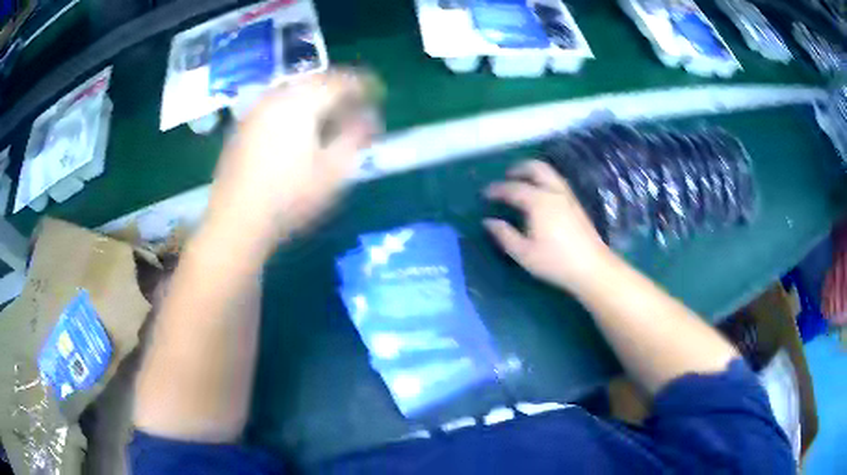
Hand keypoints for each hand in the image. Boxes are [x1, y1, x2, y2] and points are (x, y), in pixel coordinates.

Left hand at [204, 70, 378, 252]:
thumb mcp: (334, 171)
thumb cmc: (290, 197)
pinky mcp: (242, 127)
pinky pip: (276, 106)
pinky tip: (298, 132)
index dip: (363, 85)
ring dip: (316, 100)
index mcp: (302, 101)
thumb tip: (368, 118)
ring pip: (294, 93)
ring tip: (329, 119)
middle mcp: (277, 97)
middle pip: (315, 82)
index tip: (378, 94)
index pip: (340, 81)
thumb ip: (355, 137)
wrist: (236, 220)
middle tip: (354, 107)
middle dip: (339, 91)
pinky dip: (295, 110)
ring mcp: (255, 111)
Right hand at [484, 160, 614, 294]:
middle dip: (518, 168)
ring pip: (549, 172)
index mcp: (538, 202)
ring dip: (532, 172)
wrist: (592, 267)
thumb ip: (504, 235)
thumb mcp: (524, 253)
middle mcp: (554, 192)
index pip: (513, 188)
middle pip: (535, 168)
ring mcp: (568, 196)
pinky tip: (540, 194)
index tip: (485, 193)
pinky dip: (544, 179)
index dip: (497, 189)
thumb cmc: (555, 262)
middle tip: (506, 176)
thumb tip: (489, 222)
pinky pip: (556, 181)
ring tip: (522, 182)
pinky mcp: (576, 204)